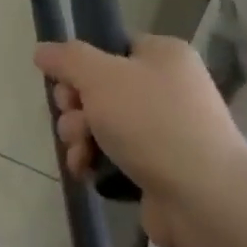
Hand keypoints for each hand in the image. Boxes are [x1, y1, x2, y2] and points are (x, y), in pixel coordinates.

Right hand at [33, 36, 246, 246]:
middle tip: (77, 123)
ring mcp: (164, 129)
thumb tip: (42, 51)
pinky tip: (87, 171)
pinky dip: (94, 160)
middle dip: (75, 107)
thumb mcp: (100, 77)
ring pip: (100, 122)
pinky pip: (111, 154)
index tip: (67, 85)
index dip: (80, 65)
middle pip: (98, 87)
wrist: (204, 199)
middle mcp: (167, 87)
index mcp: (163, 56)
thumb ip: (67, 59)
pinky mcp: (157, 166)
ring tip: (82, 152)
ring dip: (79, 136)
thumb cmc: (152, 123)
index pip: (110, 47)